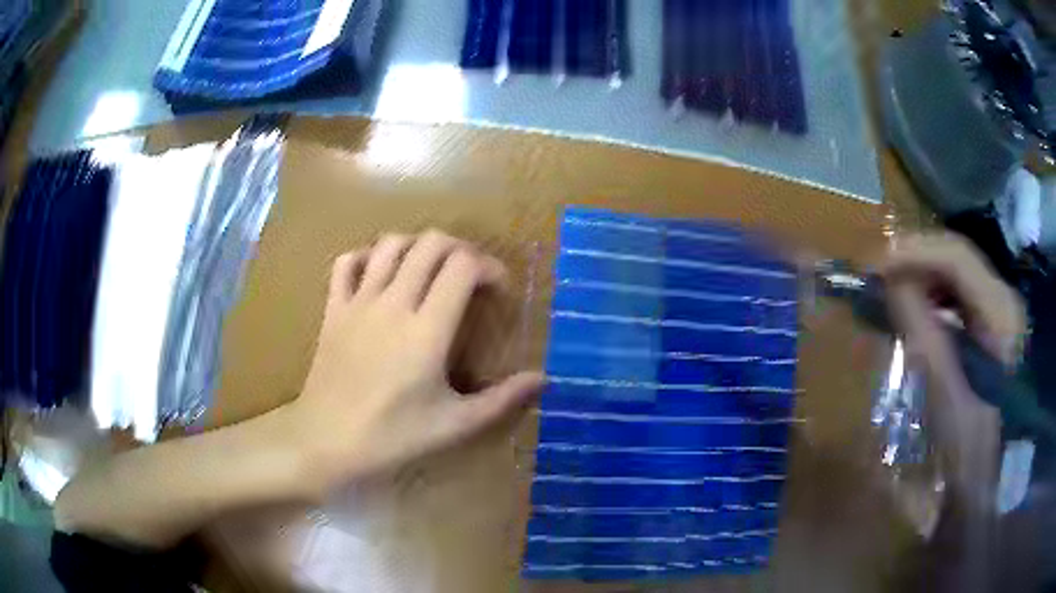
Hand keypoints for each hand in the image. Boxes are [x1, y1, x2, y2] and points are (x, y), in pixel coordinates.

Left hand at [287, 231, 544, 495]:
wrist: (325, 441)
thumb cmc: (392, 436)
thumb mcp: (454, 424)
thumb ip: (502, 399)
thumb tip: (542, 378)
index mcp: (426, 330)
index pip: (463, 266)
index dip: (489, 267)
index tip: (499, 291)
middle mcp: (392, 303)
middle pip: (431, 243)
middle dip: (460, 250)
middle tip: (470, 277)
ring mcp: (358, 301)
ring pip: (390, 244)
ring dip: (418, 247)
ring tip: (430, 271)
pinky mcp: (333, 308)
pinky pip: (347, 262)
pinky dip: (367, 257)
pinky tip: (379, 275)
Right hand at [879, 233, 1025, 501]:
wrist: (987, 476)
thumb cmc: (968, 445)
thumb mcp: (943, 392)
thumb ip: (921, 330)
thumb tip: (891, 282)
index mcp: (1001, 313)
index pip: (958, 257)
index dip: (916, 253)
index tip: (876, 267)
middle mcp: (1005, 298)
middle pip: (958, 259)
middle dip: (917, 262)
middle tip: (877, 278)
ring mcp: (1001, 310)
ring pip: (957, 274)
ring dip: (923, 278)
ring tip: (891, 294)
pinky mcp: (992, 324)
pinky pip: (959, 296)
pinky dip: (933, 297)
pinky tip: (916, 313)